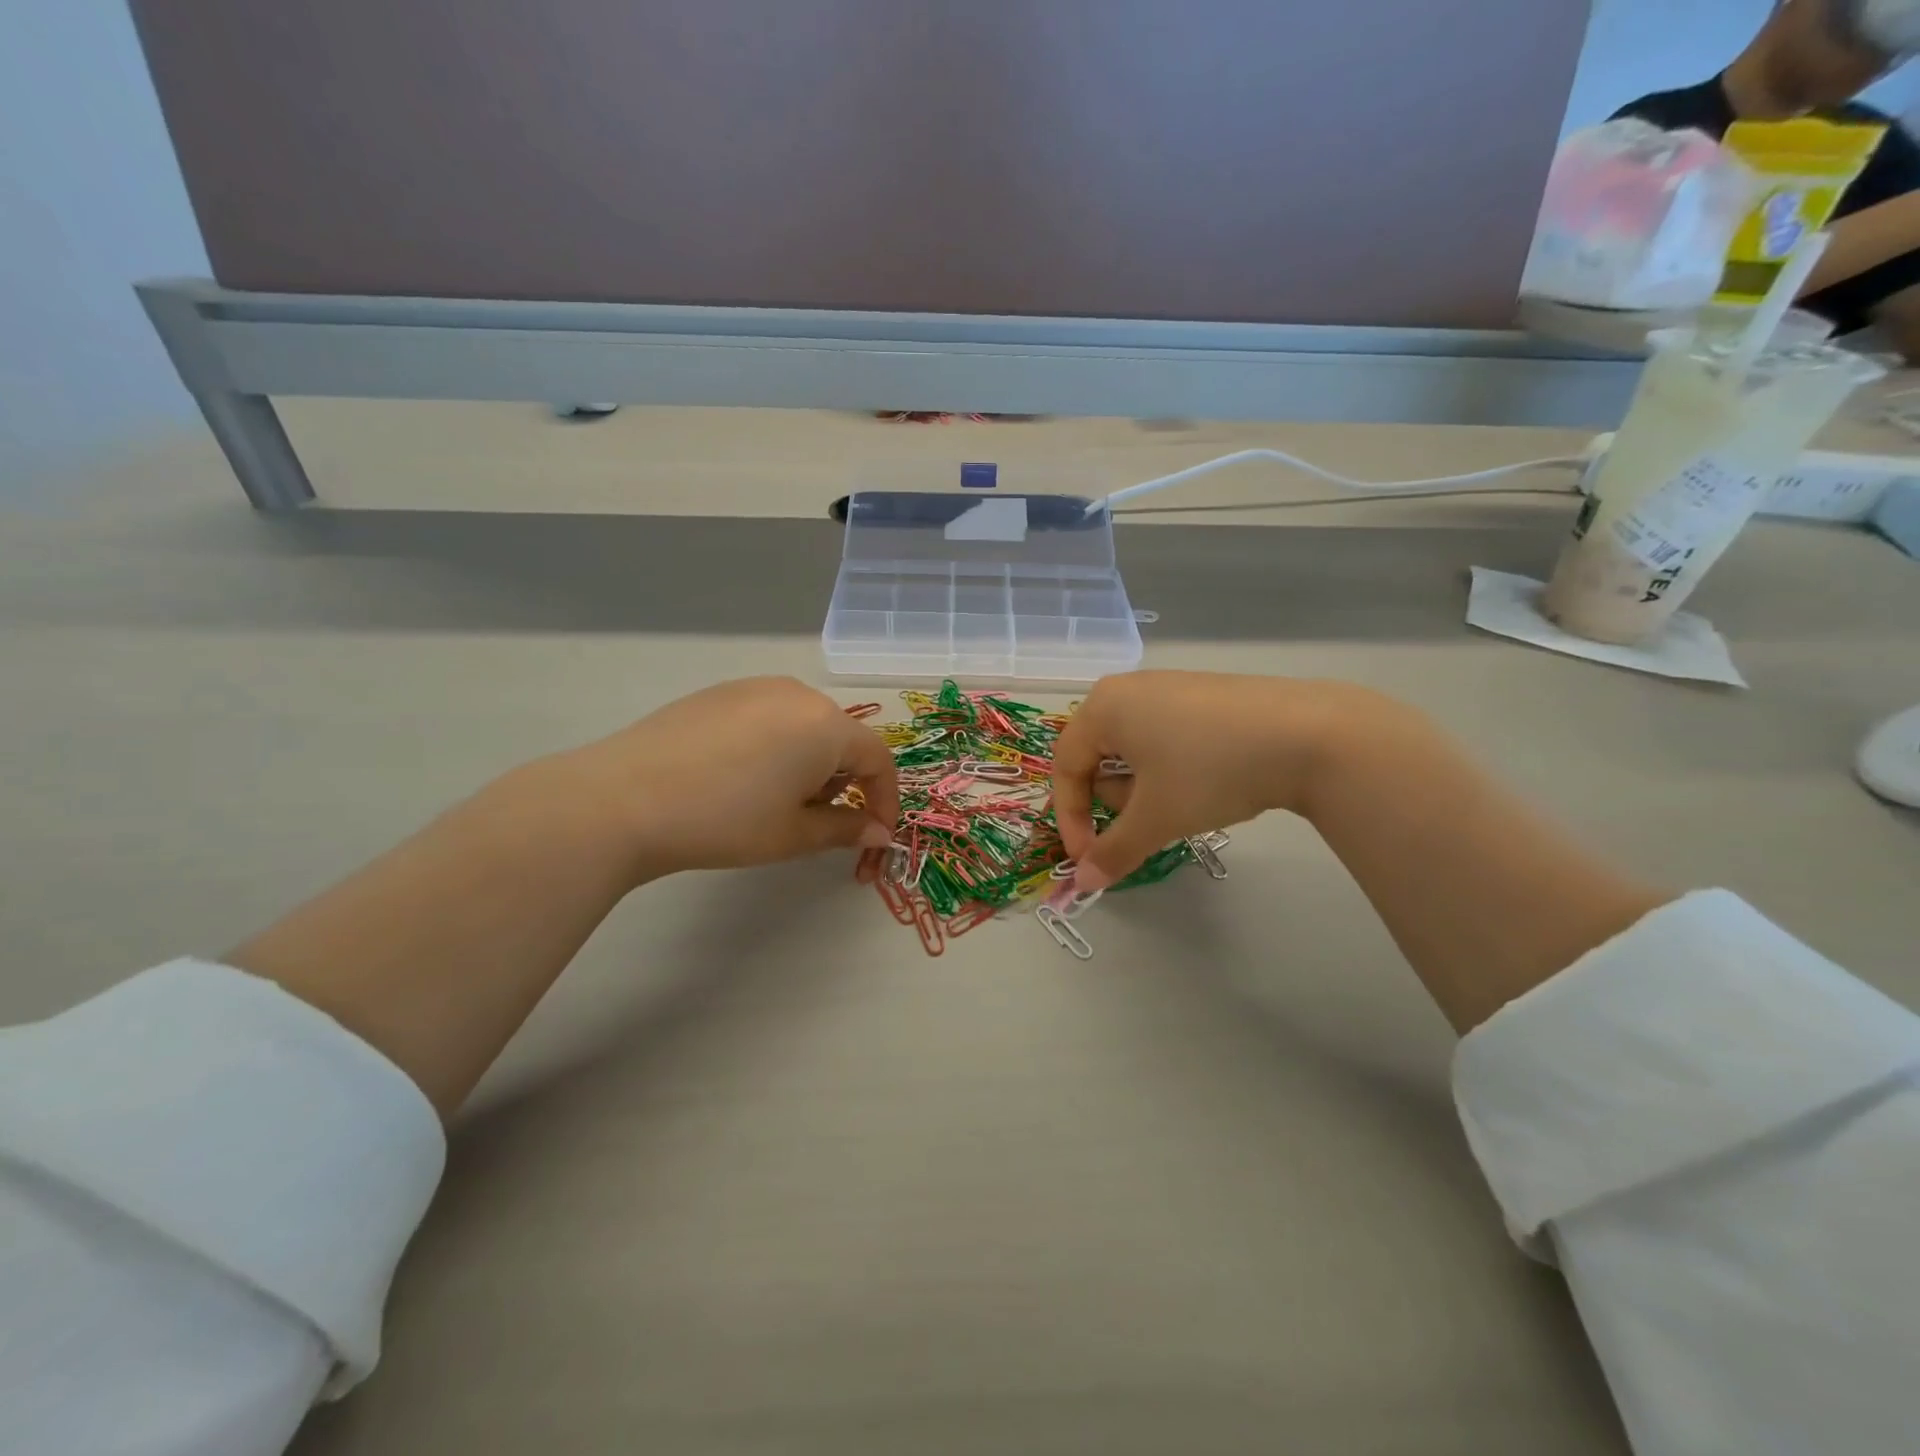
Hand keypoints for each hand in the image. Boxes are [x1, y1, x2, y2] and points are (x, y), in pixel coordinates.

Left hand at [557, 677, 899, 879]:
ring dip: (810, 762)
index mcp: (827, 725)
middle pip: (842, 738)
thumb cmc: (725, 821)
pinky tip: (741, 776)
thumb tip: (879, 833)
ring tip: (776, 799)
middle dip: (844, 781)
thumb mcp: (793, 834)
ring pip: (806, 725)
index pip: (878, 759)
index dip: (885, 799)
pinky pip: (770, 716)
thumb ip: (846, 829)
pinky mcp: (720, 691)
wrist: (624, 799)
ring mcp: (756, 687)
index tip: (876, 834)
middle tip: (817, 820)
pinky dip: (776, 745)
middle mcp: (798, 694)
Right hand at [1051, 671, 1375, 889]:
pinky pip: (1165, 736)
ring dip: (1143, 788)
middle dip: (1115, 802)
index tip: (1089, 859)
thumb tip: (1082, 884)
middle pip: (1097, 757)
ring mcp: (1168, 687)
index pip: (1065, 767)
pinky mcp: (1203, 694)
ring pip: (1133, 750)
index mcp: (1102, 707)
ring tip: (1183, 804)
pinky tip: (1207, 781)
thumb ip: (1113, 852)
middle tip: (1147, 825)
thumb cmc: (1210, 771)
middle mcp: (1128, 689)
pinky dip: (1170, 769)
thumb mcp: (1156, 817)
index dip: (1071, 819)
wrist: (1309, 734)